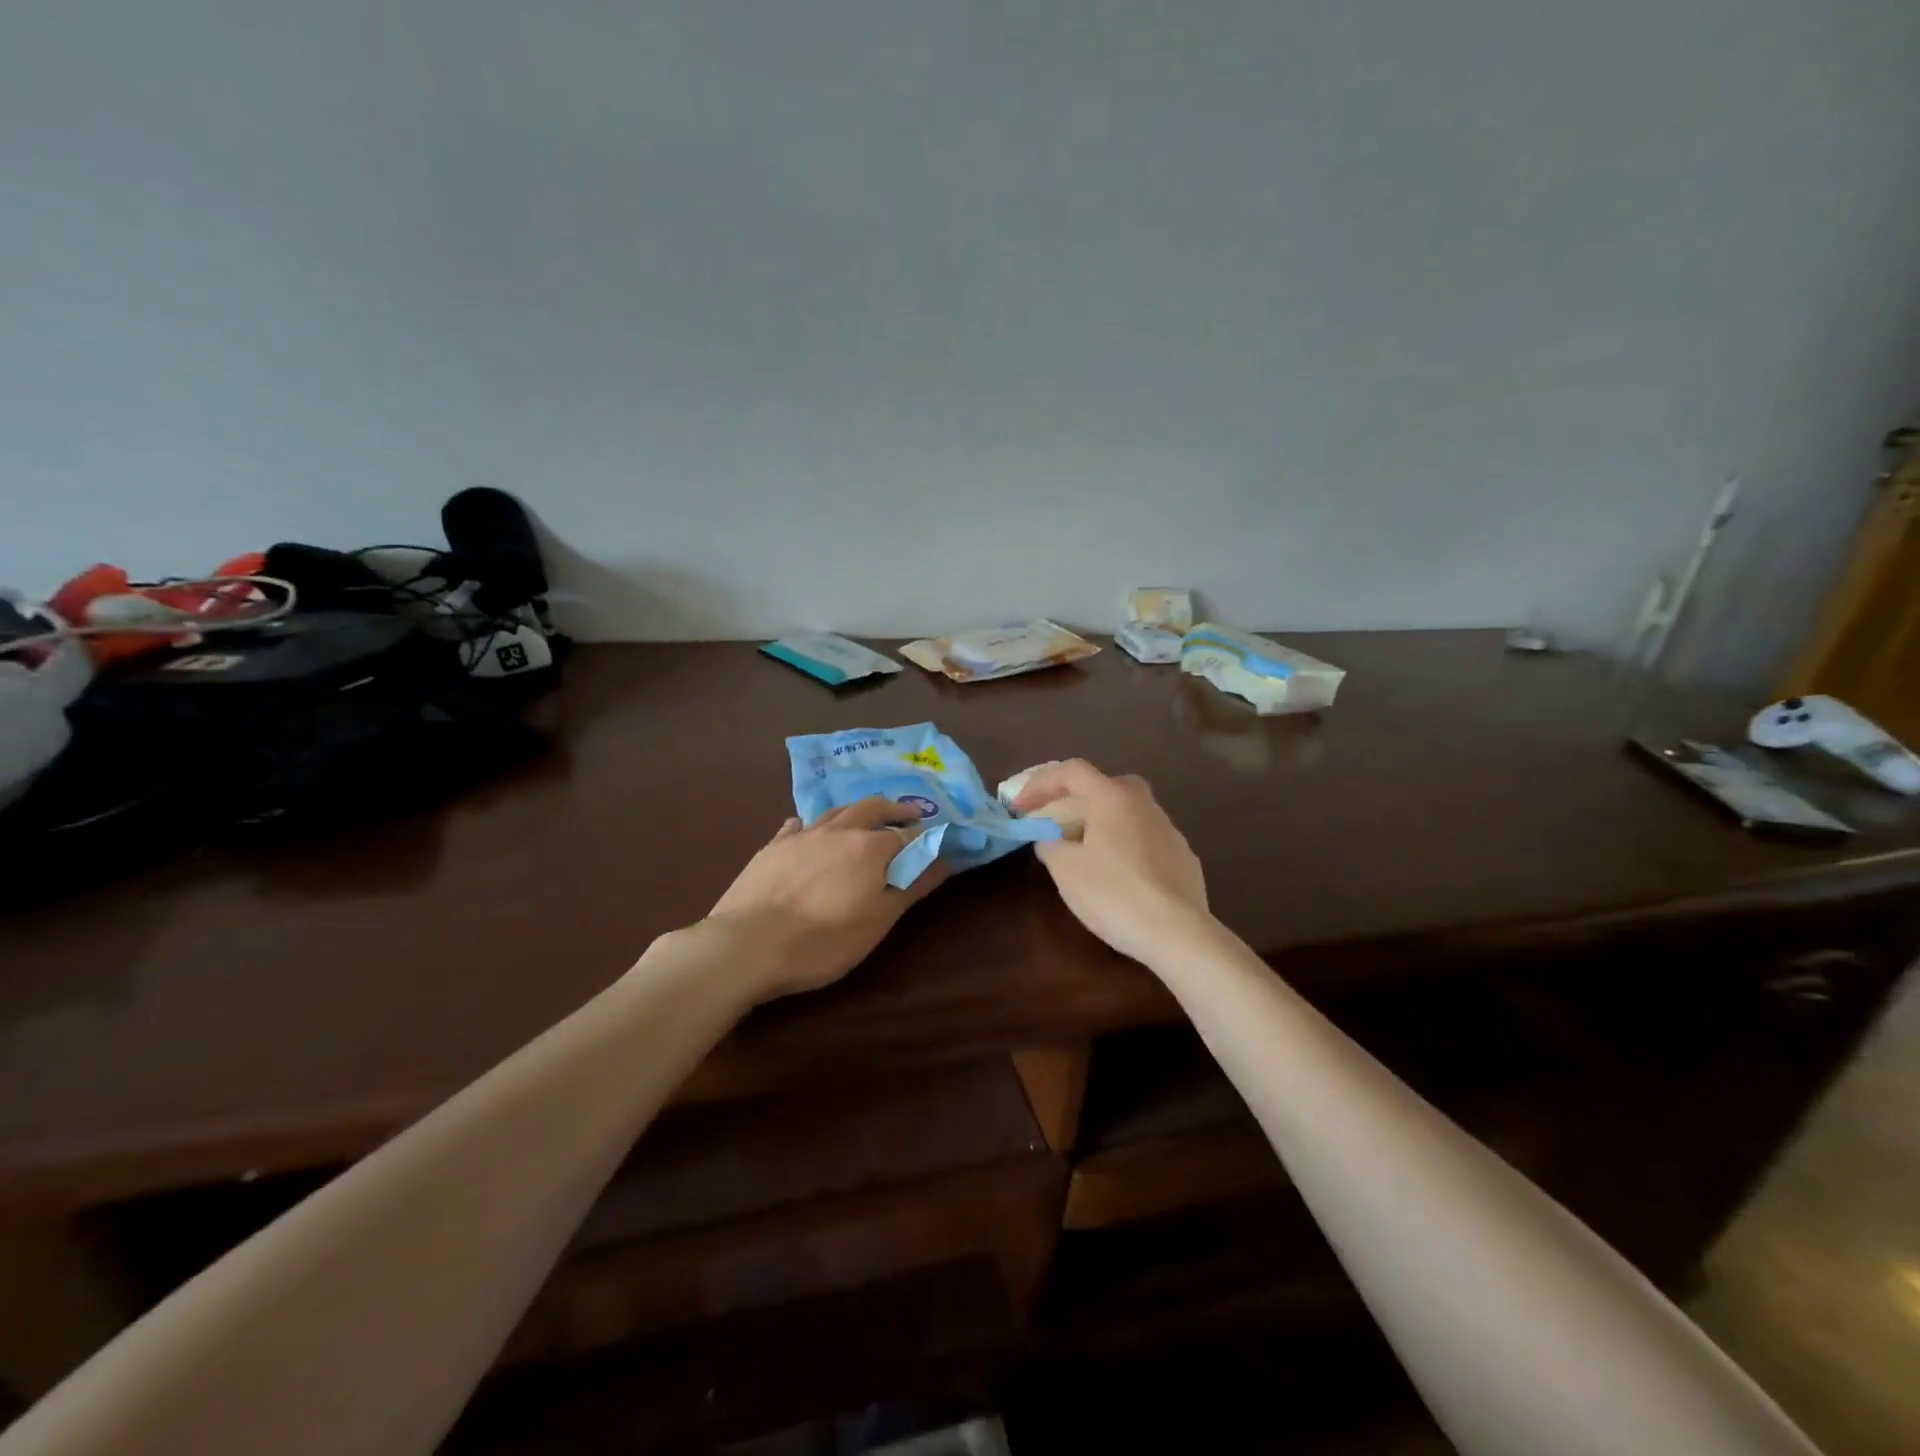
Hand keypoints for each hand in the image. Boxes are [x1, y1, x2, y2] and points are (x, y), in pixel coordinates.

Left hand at [706, 797, 948, 998]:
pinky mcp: (772, 847)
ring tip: (864, 818)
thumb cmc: (823, 941)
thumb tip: (942, 860)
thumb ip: (911, 886)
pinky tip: (806, 830)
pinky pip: (796, 826)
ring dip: (855, 812)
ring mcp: (802, 836)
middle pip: (872, 807)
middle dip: (894, 809)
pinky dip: (810, 826)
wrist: (747, 945)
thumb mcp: (878, 921)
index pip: (908, 835)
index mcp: (870, 847)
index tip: (934, 842)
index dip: (924, 838)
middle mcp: (838, 830)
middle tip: (909, 815)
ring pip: (835, 812)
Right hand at [1012, 759, 1210, 965]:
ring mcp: (1169, 829)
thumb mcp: (1065, 870)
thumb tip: (1051, 838)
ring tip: (1085, 853)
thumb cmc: (1114, 893)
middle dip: (1076, 799)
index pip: (1071, 771)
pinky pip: (1145, 839)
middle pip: (1105, 786)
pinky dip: (1125, 846)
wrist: (1178, 933)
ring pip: (1128, 813)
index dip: (1040, 784)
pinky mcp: (1184, 857)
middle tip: (1058, 822)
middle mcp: (1143, 804)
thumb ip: (1050, 844)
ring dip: (1102, 824)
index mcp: (1112, 797)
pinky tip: (1118, 876)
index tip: (1020, 808)